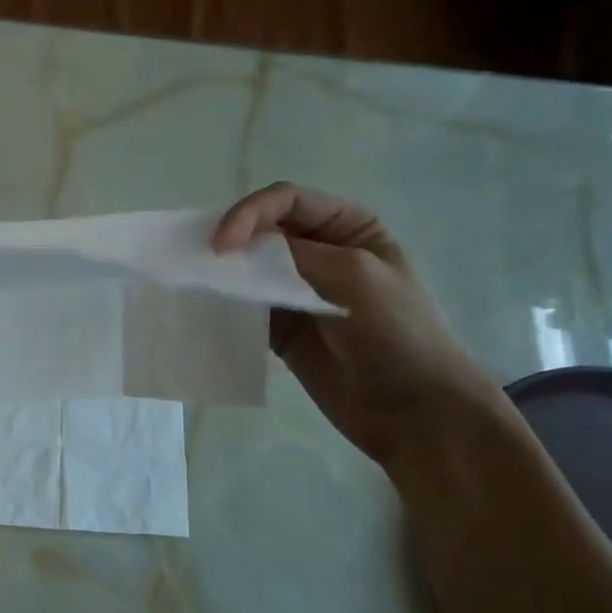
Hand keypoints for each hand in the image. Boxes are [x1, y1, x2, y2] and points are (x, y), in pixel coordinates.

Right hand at [212, 182, 502, 463]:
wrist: (414, 411)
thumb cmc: (398, 333)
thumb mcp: (354, 276)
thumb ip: (295, 254)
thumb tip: (238, 249)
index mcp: (347, 227)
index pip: (286, 201)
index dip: (248, 213)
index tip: (222, 244)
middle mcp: (319, 252)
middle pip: (261, 231)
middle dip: (231, 240)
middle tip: (201, 262)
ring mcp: (297, 292)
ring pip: (248, 269)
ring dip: (224, 274)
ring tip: (197, 285)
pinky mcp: (280, 328)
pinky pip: (244, 308)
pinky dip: (226, 306)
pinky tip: (209, 311)